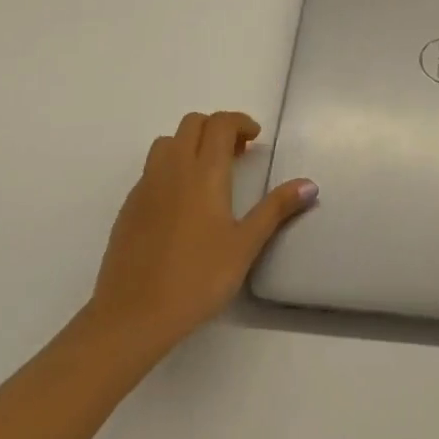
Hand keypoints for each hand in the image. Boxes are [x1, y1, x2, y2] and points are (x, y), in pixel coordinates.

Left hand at [87, 111, 316, 356]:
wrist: (132, 316)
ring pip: (167, 142)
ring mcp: (146, 186)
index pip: (220, 123)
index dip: (240, 122)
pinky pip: (151, 170)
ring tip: (206, 173)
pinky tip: (180, 203)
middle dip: (216, 128)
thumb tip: (310, 184)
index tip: (255, 139)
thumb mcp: (245, 246)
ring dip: (189, 144)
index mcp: (204, 172)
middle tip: (236, 154)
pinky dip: (170, 168)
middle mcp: (173, 168)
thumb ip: (276, 210)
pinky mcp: (129, 207)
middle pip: (192, 124)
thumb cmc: (196, 278)